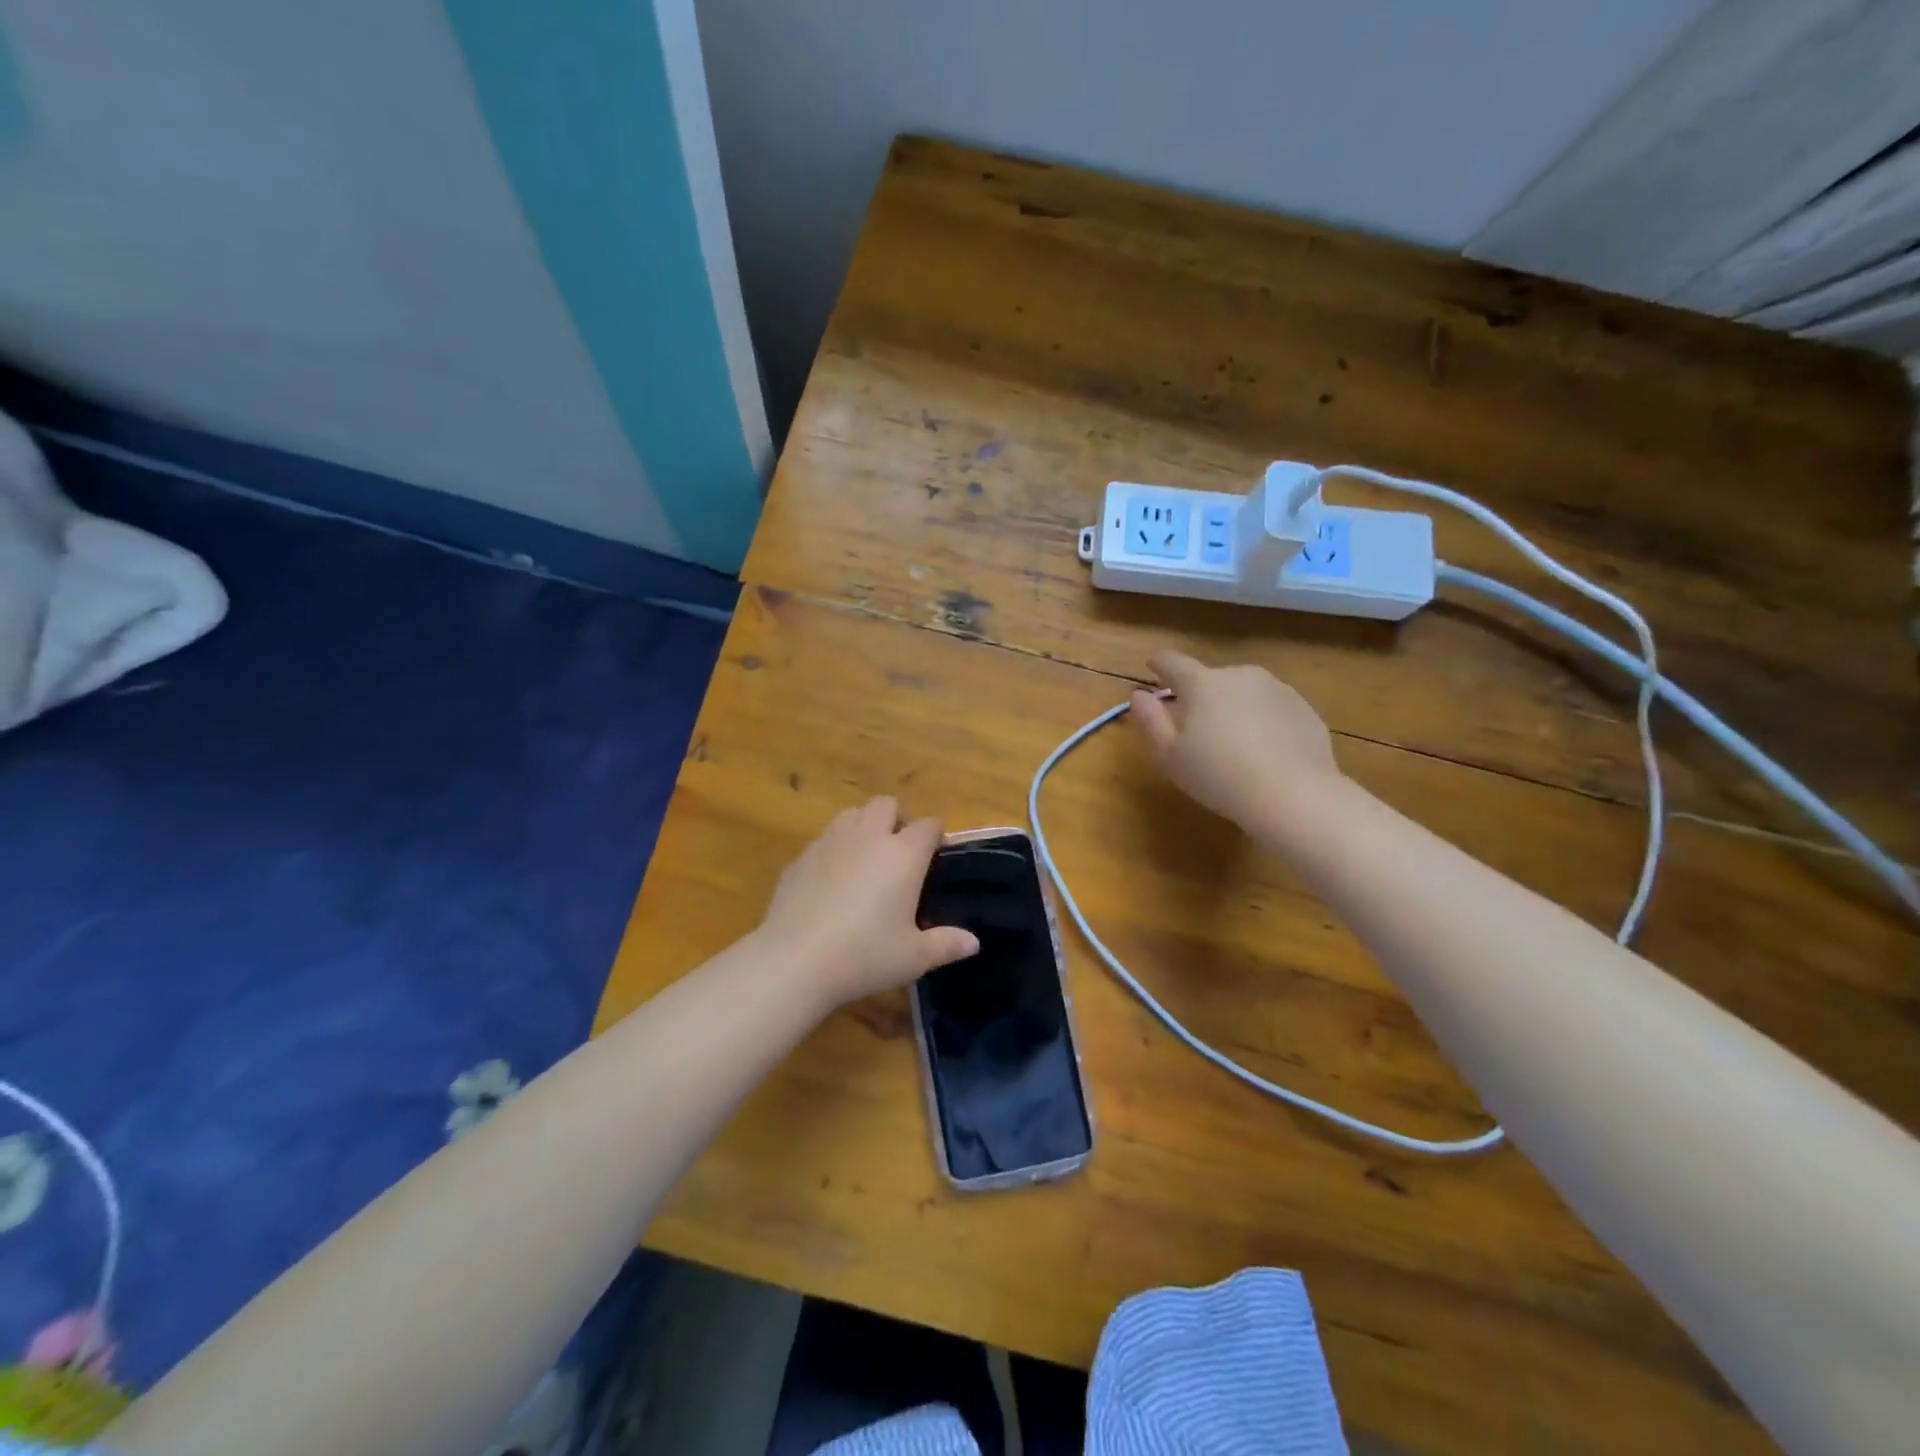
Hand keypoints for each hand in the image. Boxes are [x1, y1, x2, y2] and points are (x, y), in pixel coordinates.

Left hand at [759, 798, 978, 1010]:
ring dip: (864, 826)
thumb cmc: (865, 955)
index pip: (928, 826)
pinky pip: (823, 841)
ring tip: (866, 858)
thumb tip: (973, 942)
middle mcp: (868, 836)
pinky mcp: (800, 858)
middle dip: (897, 819)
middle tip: (900, 852)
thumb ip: (946, 944)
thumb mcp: (913, 957)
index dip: (936, 835)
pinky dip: (834, 850)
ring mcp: (829, 842)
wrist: (795, 960)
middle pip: (886, 805)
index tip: (937, 853)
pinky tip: (831, 882)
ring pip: (851, 814)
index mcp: (903, 854)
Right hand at [1129, 650, 1341, 832]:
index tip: (1153, 668)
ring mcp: (1278, 690)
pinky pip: (1273, 711)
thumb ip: (1150, 721)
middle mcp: (1241, 676)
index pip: (1173, 663)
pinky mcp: (1304, 710)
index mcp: (1203, 684)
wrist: (1293, 795)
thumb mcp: (1170, 755)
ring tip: (1234, 745)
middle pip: (1212, 680)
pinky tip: (1265, 754)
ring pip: (1245, 694)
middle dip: (1201, 697)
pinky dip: (1264, 723)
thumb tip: (1139, 696)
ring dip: (1234, 709)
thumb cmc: (1218, 776)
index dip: (1159, 664)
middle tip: (1197, 730)